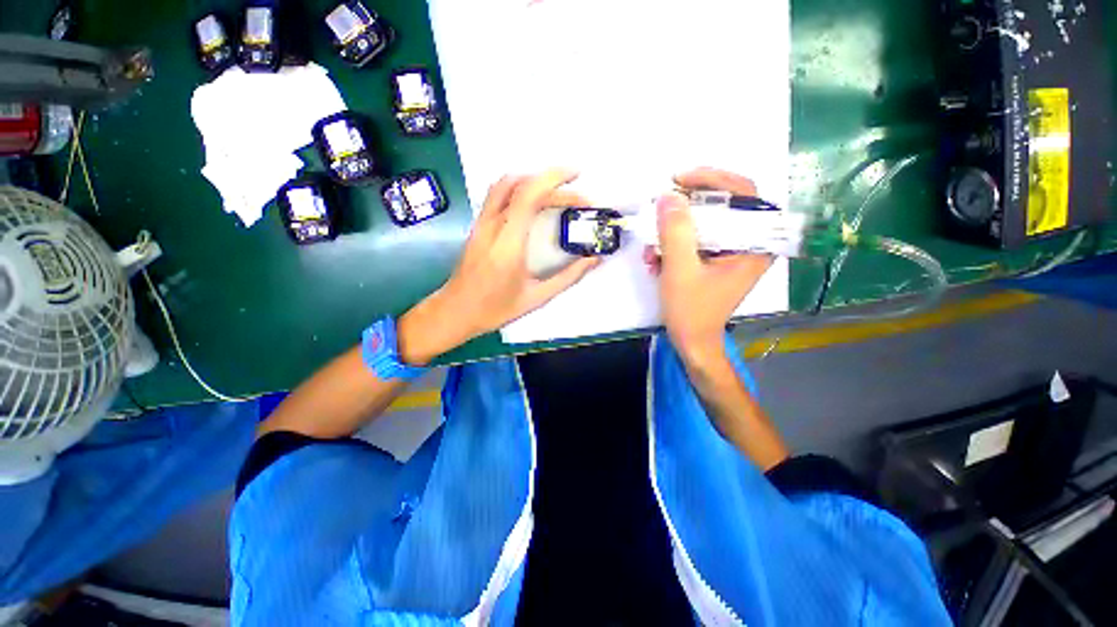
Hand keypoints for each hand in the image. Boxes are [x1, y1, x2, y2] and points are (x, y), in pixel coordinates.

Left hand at [398, 169, 599, 364]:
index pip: (528, 196)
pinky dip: (520, 188)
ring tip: (558, 192)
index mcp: (508, 244)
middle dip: (553, 183)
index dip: (554, 178)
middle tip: (578, 198)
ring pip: (504, 184)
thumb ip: (568, 277)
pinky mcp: (477, 226)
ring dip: (534, 181)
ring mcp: (481, 223)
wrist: (455, 311)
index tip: (577, 175)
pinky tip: (534, 201)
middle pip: (520, 186)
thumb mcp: (537, 298)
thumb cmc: (496, 309)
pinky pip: (497, 195)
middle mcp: (492, 226)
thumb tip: (594, 259)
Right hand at [647, 168, 772, 364]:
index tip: (679, 180)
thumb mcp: (680, 271)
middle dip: (683, 211)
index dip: (712, 179)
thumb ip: (675, 232)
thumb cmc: (692, 312)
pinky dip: (673, 246)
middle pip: (720, 207)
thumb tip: (667, 195)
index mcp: (754, 245)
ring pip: (702, 225)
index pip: (743, 194)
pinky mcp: (715, 260)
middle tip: (658, 210)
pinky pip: (695, 241)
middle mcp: (749, 244)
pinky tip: (655, 261)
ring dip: (672, 233)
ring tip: (650, 252)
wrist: (692, 342)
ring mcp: (731, 252)